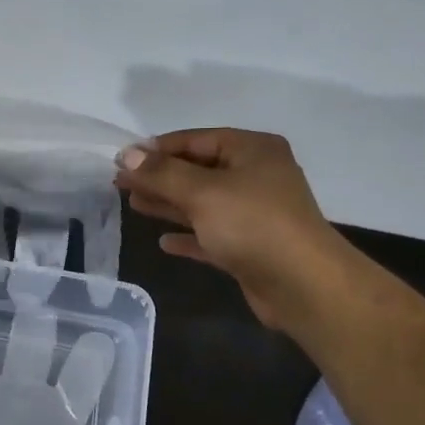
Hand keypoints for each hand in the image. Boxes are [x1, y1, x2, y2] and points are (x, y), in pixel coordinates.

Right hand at [113, 129, 345, 328]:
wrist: (302, 284)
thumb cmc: (252, 225)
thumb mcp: (202, 192)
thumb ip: (161, 174)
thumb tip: (127, 154)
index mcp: (252, 151)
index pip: (196, 140)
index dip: (157, 149)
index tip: (122, 159)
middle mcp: (256, 176)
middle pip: (198, 171)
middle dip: (159, 177)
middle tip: (121, 182)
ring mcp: (254, 213)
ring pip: (203, 203)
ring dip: (169, 204)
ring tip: (133, 204)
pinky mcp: (250, 247)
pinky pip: (211, 235)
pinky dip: (189, 236)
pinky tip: (163, 242)